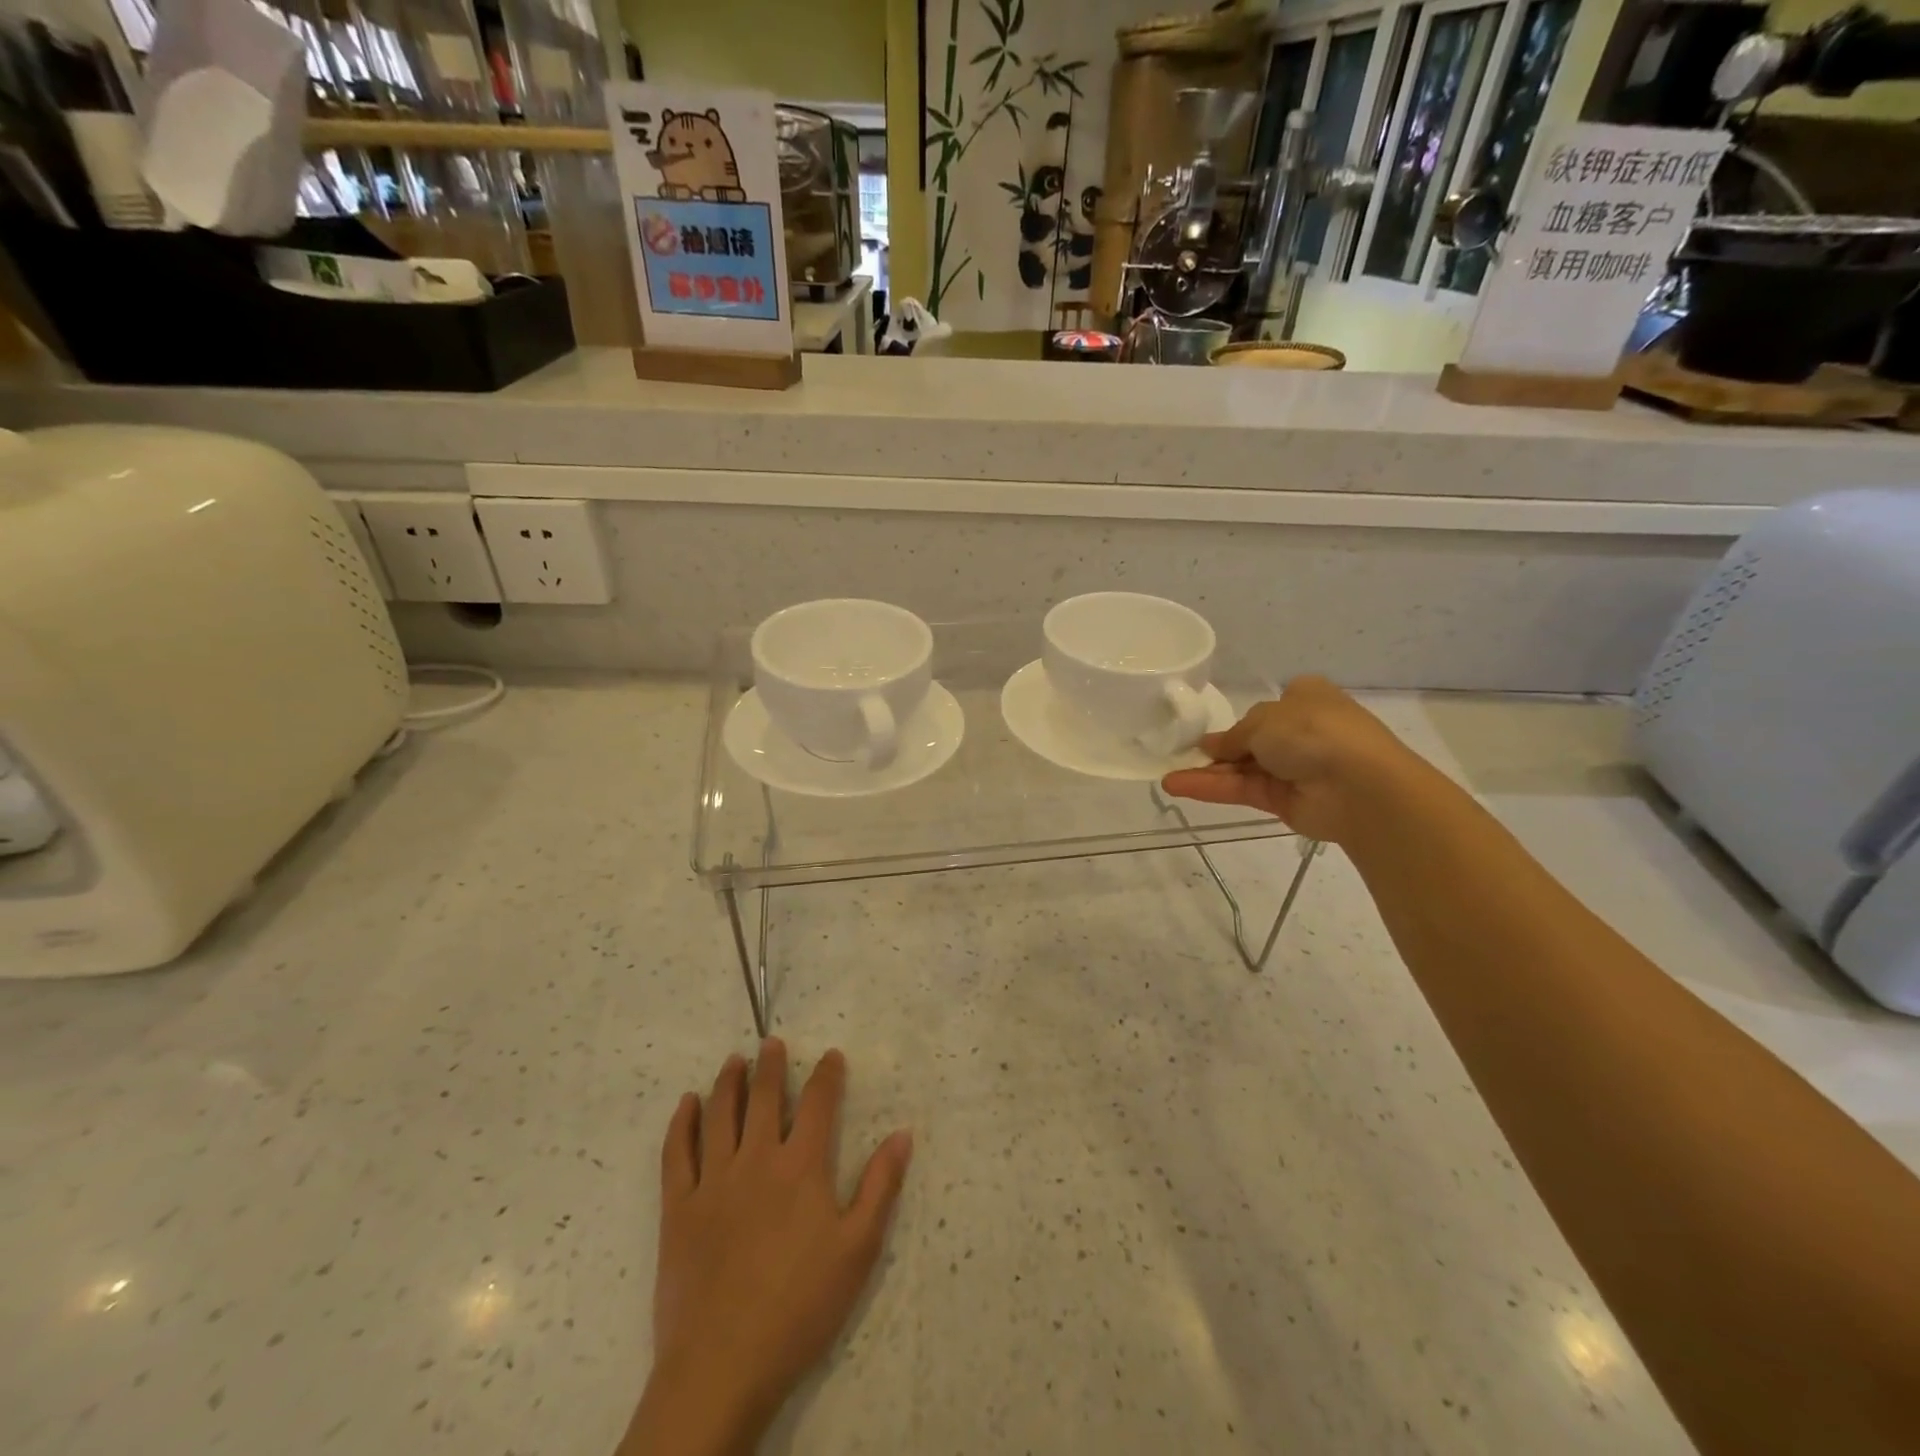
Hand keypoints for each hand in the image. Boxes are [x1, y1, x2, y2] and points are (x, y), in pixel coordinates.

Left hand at [622, 1041, 912, 1455]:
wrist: (723, 1366)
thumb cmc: (800, 1307)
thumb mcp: (858, 1250)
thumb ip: (881, 1187)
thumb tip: (902, 1133)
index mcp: (801, 1167)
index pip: (817, 1102)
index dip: (826, 1074)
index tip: (831, 1056)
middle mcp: (756, 1160)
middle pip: (763, 1097)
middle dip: (770, 1065)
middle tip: (771, 1043)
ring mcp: (713, 1181)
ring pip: (719, 1115)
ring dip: (727, 1082)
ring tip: (733, 1061)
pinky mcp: (679, 1208)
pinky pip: (677, 1153)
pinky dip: (682, 1124)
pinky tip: (686, 1105)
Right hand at [1160, 675, 1421, 844]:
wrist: (1359, 785)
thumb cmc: (1314, 732)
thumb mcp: (1263, 719)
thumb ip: (1233, 734)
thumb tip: (1211, 745)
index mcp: (1306, 699)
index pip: (1269, 708)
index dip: (1242, 718)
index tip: (1211, 728)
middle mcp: (1301, 732)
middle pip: (1250, 741)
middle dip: (1218, 748)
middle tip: (1180, 753)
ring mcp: (1293, 769)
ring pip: (1241, 768)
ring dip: (1206, 771)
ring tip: (1166, 776)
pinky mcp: (1283, 801)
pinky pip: (1242, 790)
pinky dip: (1211, 788)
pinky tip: (1178, 785)